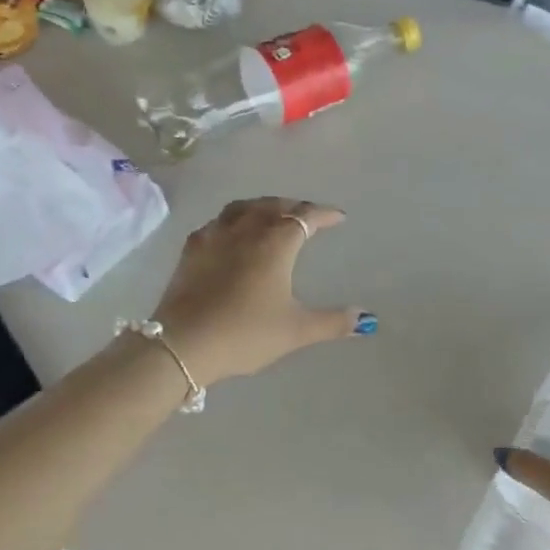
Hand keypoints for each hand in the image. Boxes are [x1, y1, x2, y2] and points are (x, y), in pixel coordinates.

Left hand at [151, 198, 372, 386]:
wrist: (183, 344)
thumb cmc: (245, 333)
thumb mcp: (295, 330)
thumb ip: (332, 322)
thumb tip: (366, 319)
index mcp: (275, 243)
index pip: (305, 217)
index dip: (324, 214)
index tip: (338, 217)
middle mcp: (245, 230)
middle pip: (273, 205)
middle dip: (295, 205)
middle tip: (308, 213)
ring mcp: (214, 236)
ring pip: (243, 208)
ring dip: (263, 206)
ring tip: (272, 214)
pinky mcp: (191, 249)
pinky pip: (218, 222)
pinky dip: (234, 219)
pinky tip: (232, 233)